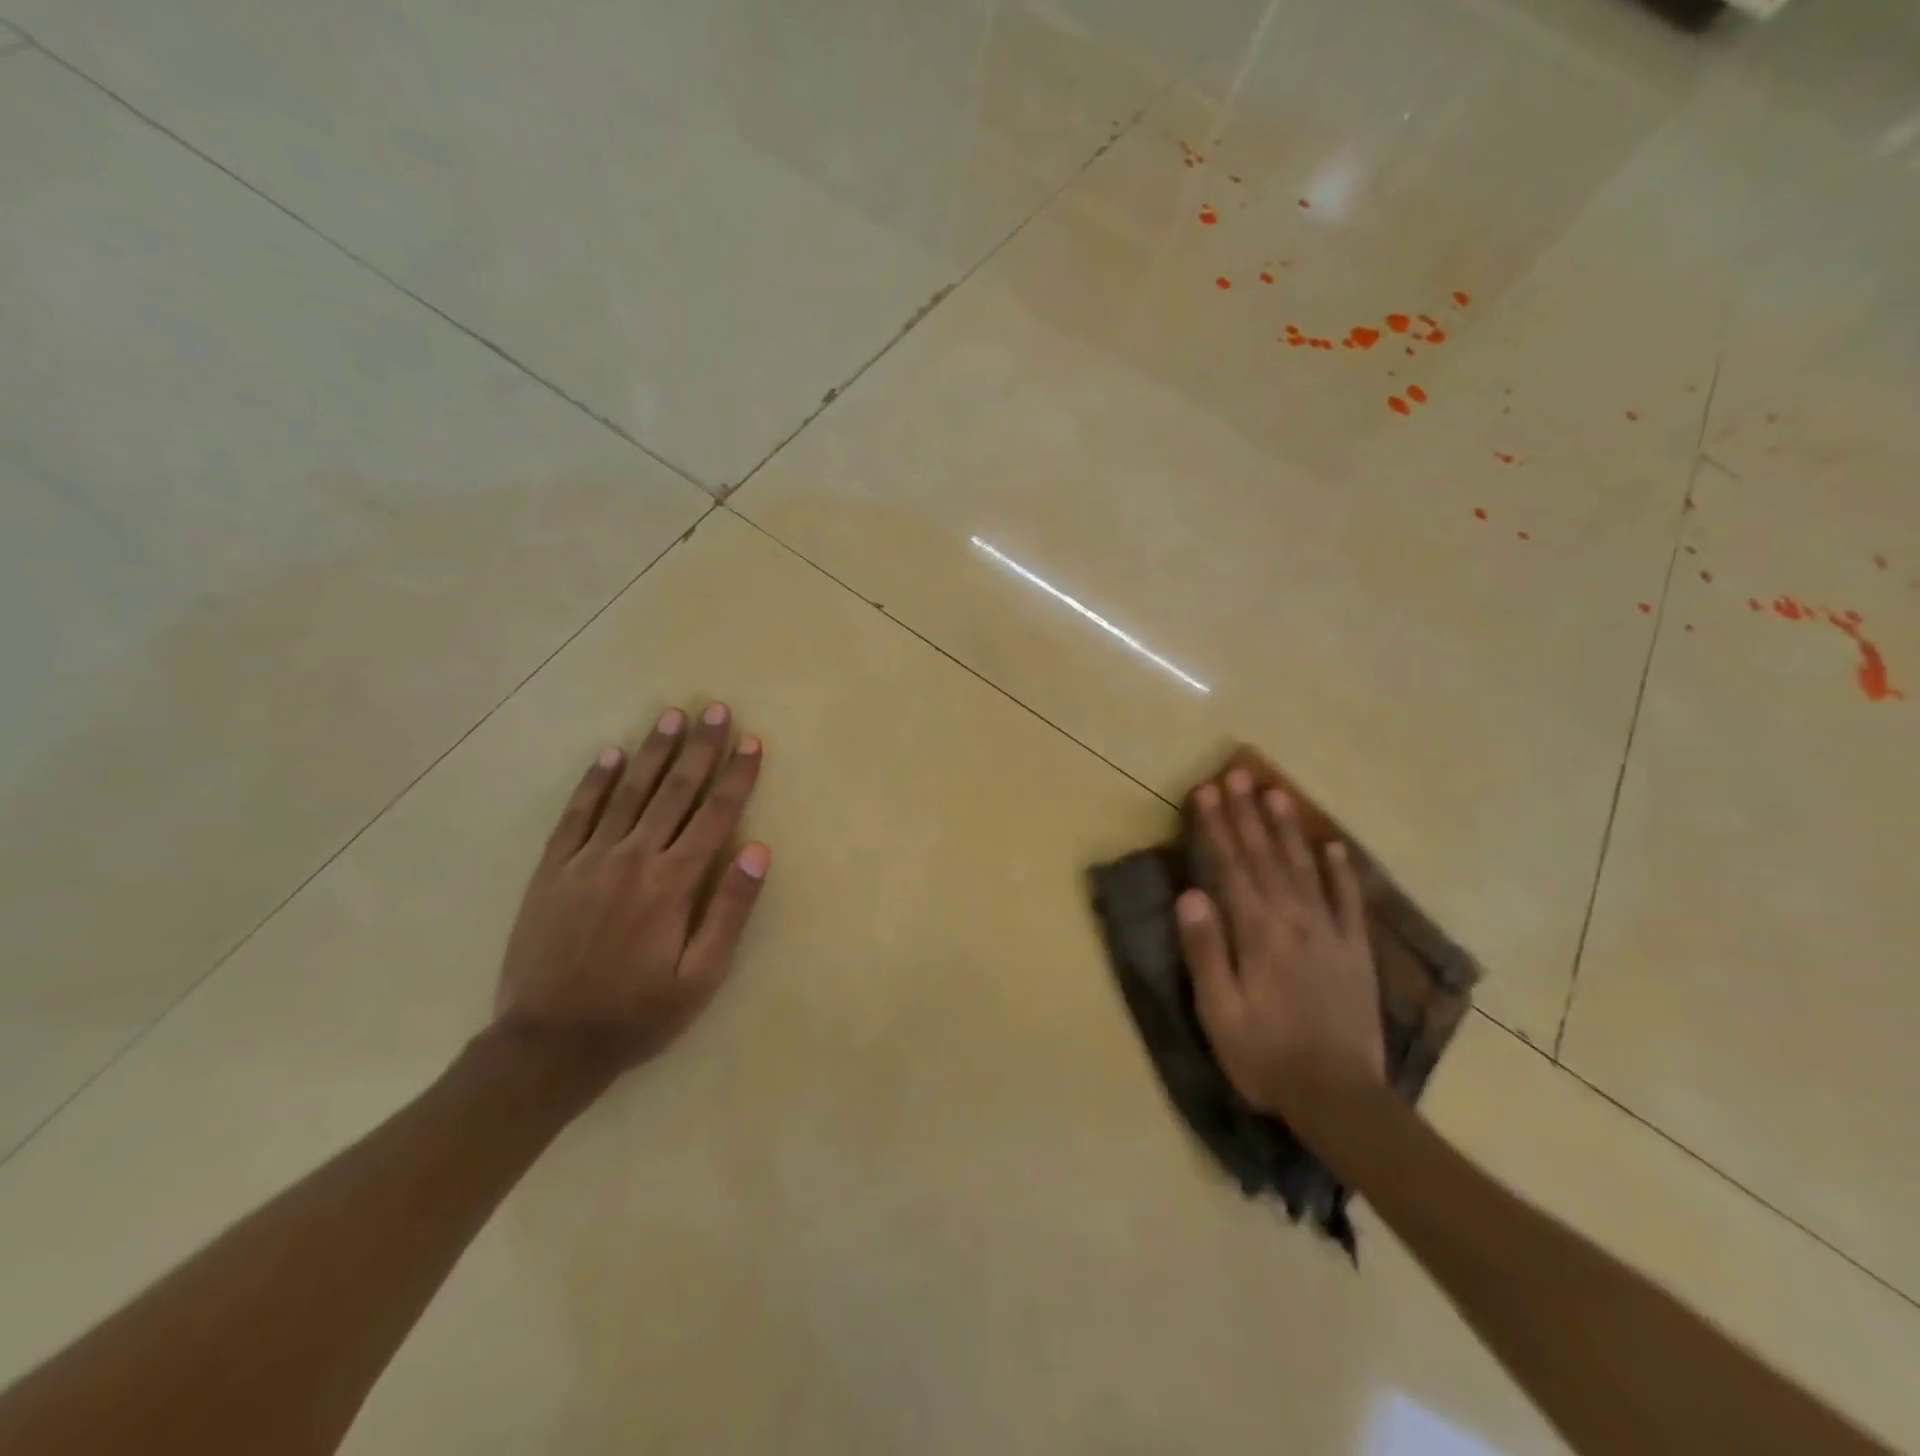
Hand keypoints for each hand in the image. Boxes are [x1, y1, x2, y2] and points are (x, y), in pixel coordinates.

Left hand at [494, 702, 769, 1077]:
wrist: (548, 1045)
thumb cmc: (637, 1015)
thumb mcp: (701, 977)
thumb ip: (730, 911)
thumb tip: (759, 852)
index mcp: (673, 883)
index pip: (715, 815)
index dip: (737, 776)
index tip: (752, 741)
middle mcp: (634, 858)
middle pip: (675, 792)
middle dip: (700, 748)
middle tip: (716, 709)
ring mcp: (589, 860)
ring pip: (628, 793)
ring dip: (652, 752)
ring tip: (671, 716)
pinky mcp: (554, 870)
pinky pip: (576, 815)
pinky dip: (594, 782)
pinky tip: (608, 755)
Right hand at [1176, 769, 1384, 1120]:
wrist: (1341, 1099)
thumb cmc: (1265, 1056)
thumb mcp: (1219, 1011)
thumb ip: (1205, 950)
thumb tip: (1189, 894)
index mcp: (1257, 933)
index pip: (1231, 867)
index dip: (1217, 827)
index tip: (1206, 791)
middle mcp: (1294, 921)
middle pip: (1266, 857)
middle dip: (1248, 814)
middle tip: (1236, 774)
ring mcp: (1330, 934)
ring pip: (1305, 868)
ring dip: (1287, 828)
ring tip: (1276, 792)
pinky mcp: (1356, 952)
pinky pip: (1349, 901)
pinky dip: (1340, 871)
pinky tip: (1332, 845)